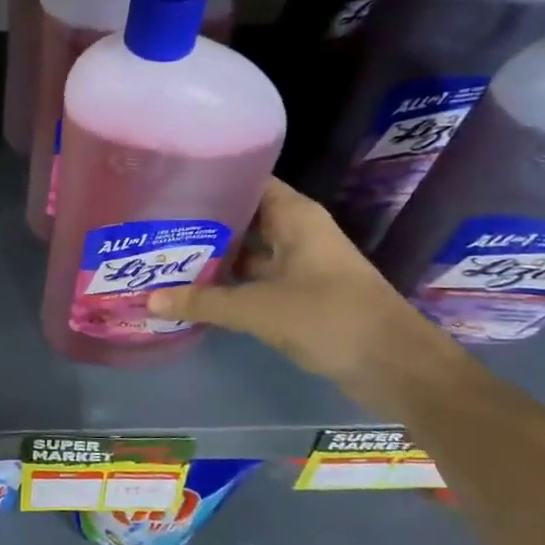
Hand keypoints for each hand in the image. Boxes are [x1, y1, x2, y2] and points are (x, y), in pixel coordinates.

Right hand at [145, 178, 449, 389]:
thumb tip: (149, 300)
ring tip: (163, 258)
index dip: (211, 178)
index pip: (248, 180)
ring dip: (212, 258)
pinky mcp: (299, 294)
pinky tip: (193, 293)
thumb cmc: (329, 318)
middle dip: (202, 223)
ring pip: (247, 251)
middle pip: (242, 217)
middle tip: (153, 225)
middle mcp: (297, 232)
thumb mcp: (258, 309)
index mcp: (295, 217)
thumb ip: (203, 303)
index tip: (169, 184)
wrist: (395, 365)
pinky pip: (254, 280)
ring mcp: (299, 264)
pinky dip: (228, 285)